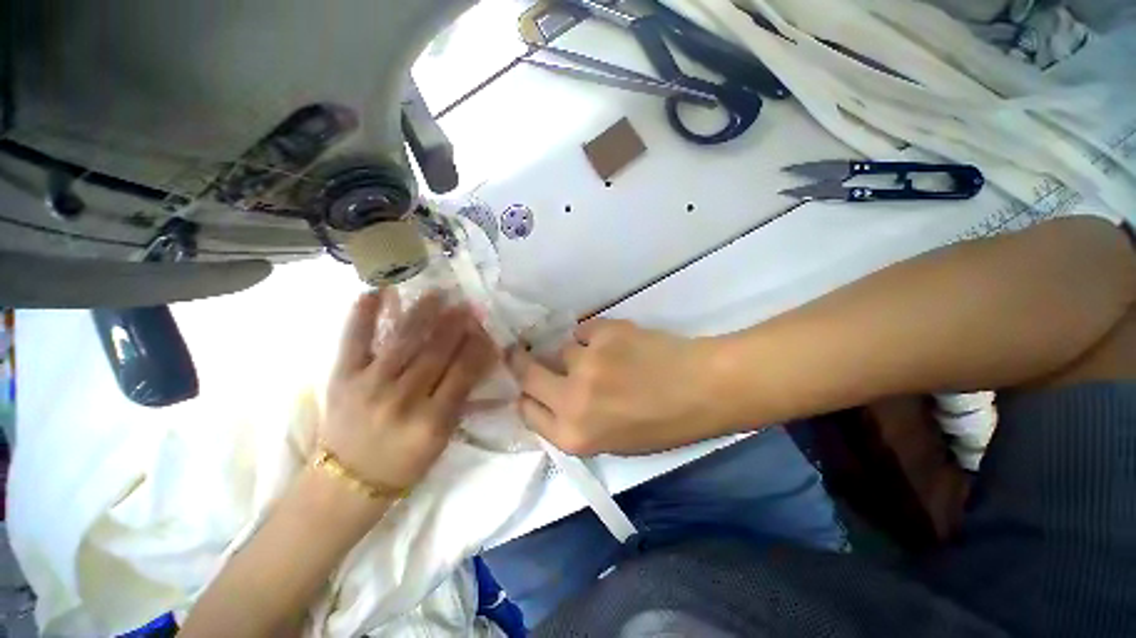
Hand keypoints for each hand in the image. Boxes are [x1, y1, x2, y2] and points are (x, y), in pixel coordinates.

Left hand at [322, 291, 497, 491]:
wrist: (348, 482)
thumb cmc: (406, 462)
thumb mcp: (443, 438)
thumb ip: (463, 399)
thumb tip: (480, 360)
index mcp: (432, 420)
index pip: (463, 372)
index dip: (478, 347)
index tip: (486, 328)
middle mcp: (402, 399)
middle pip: (436, 352)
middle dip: (456, 325)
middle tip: (469, 305)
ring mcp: (369, 385)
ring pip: (403, 341)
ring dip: (423, 313)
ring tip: (438, 294)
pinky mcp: (343, 378)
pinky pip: (354, 340)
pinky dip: (364, 315)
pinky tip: (376, 291)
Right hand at [510, 319, 729, 454]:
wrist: (703, 388)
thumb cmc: (663, 425)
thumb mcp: (613, 441)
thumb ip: (575, 422)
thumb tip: (552, 397)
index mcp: (574, 436)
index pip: (527, 411)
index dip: (526, 397)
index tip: (528, 388)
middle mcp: (572, 400)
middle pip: (527, 374)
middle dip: (520, 362)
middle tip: (518, 352)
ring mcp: (587, 362)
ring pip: (561, 349)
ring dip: (574, 353)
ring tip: (603, 357)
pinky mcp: (604, 332)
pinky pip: (583, 330)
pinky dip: (593, 336)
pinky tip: (615, 343)